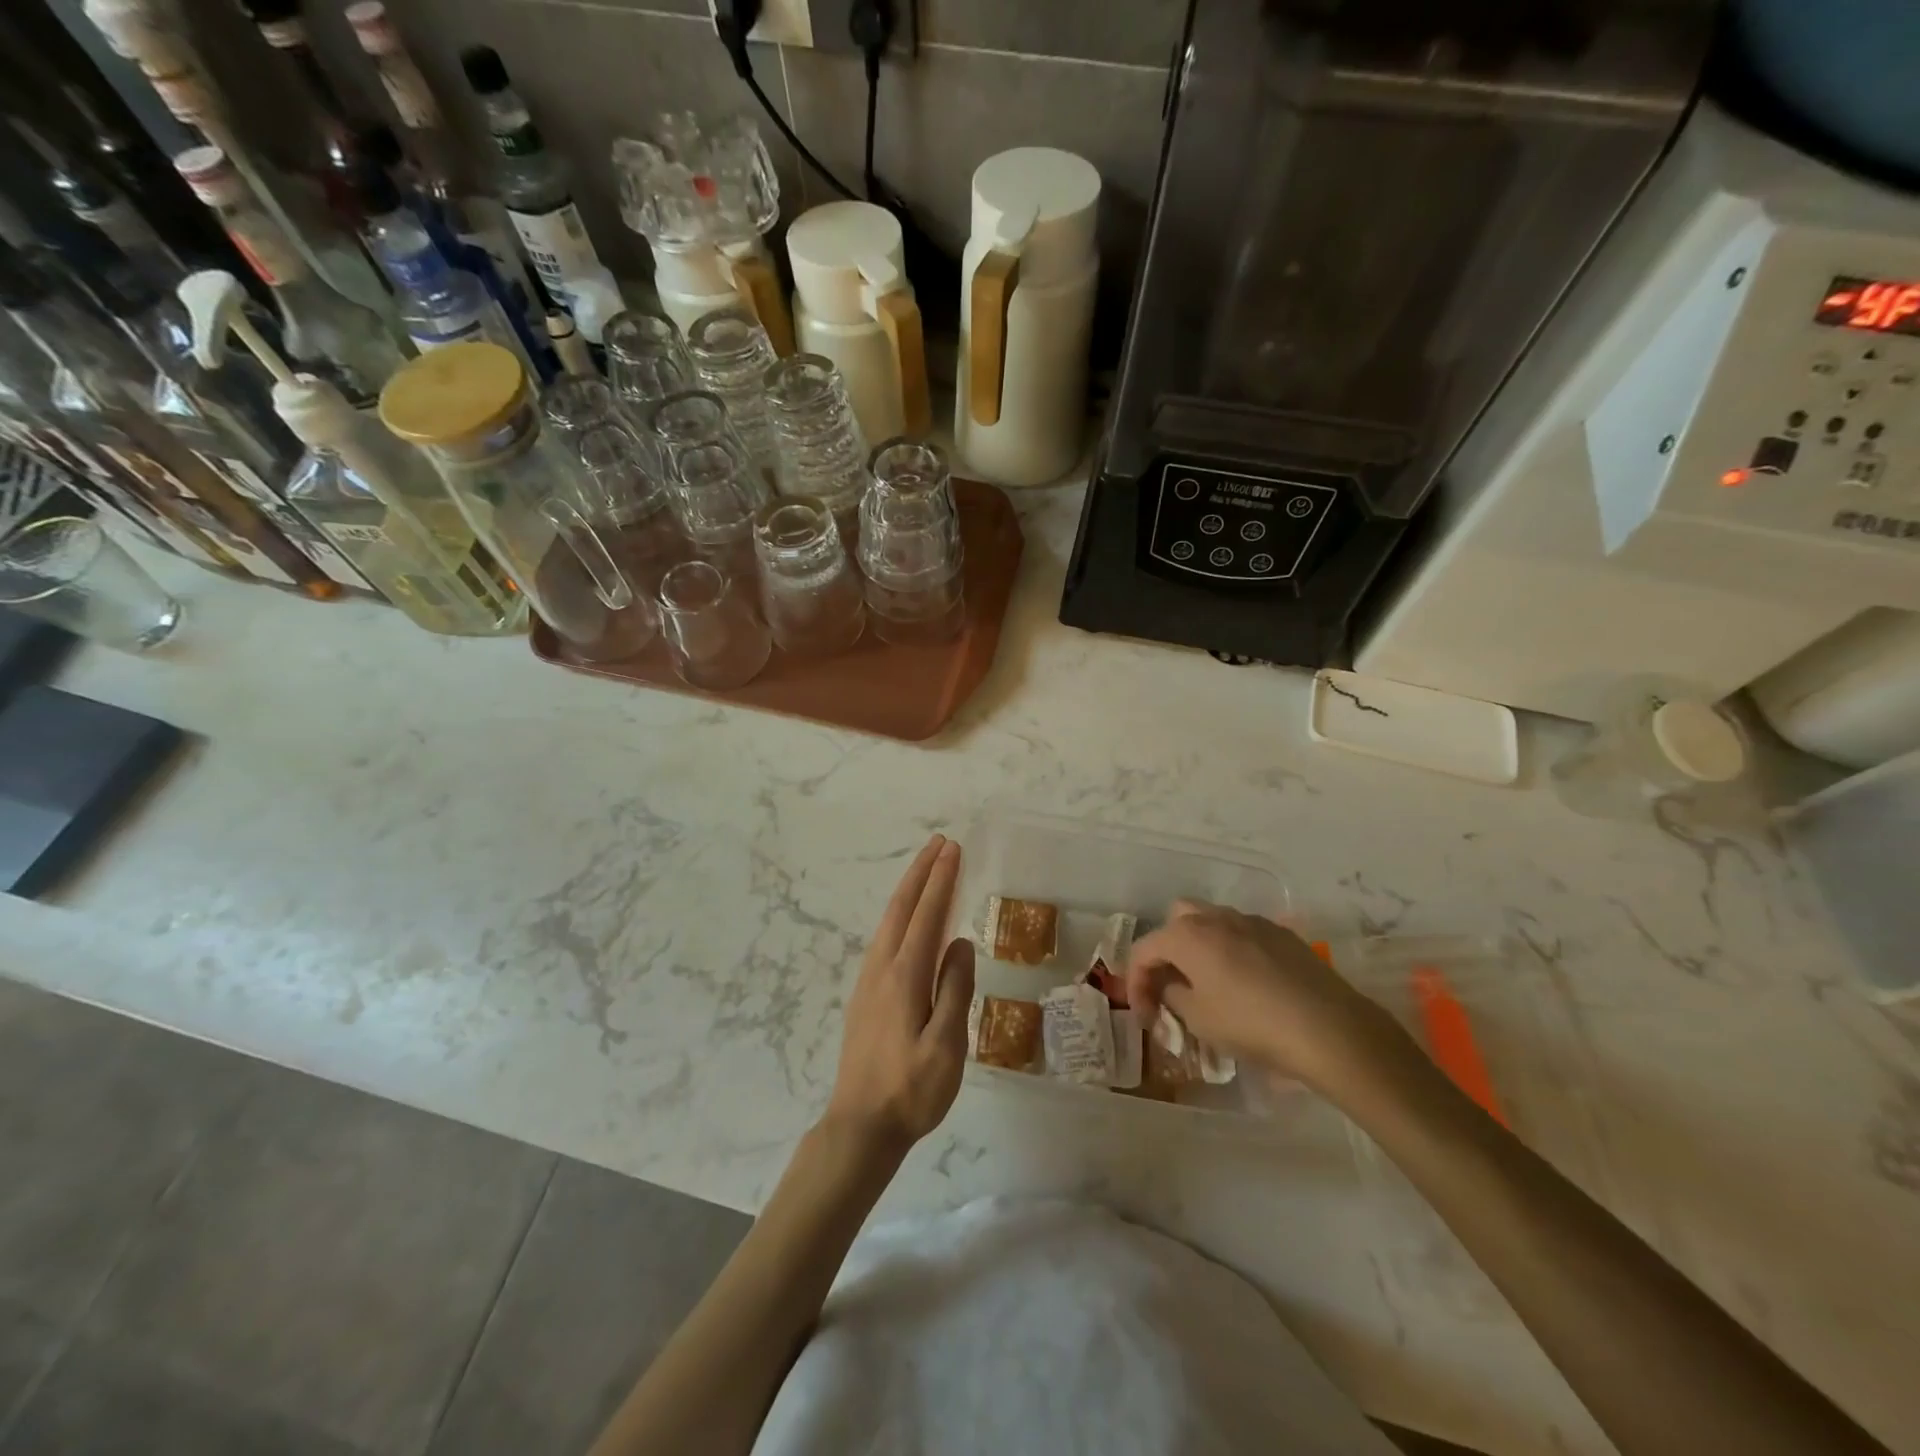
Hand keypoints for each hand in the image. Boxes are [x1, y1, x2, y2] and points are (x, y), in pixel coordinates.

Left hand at [825, 835, 974, 1153]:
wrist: (859, 1126)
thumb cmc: (911, 1090)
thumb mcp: (947, 1046)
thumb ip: (955, 990)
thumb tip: (961, 944)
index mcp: (904, 977)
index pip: (927, 916)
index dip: (941, 880)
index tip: (953, 850)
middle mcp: (882, 969)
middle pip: (901, 908)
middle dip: (921, 873)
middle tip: (940, 844)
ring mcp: (868, 982)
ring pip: (889, 921)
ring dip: (909, 891)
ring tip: (927, 870)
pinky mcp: (864, 996)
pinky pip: (884, 939)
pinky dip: (900, 915)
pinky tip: (907, 922)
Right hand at [1126, 900, 1410, 1095]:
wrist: (1328, 1028)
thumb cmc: (1251, 1024)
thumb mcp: (1198, 1019)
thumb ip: (1173, 995)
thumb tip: (1172, 985)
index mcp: (1187, 935)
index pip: (1144, 949)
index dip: (1136, 982)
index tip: (1144, 1015)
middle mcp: (1215, 917)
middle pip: (1176, 919)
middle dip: (1167, 949)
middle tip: (1172, 983)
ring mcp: (1252, 921)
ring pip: (1212, 921)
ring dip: (1201, 946)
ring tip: (1208, 982)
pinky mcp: (1282, 934)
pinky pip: (1244, 933)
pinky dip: (1233, 951)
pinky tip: (1246, 983)